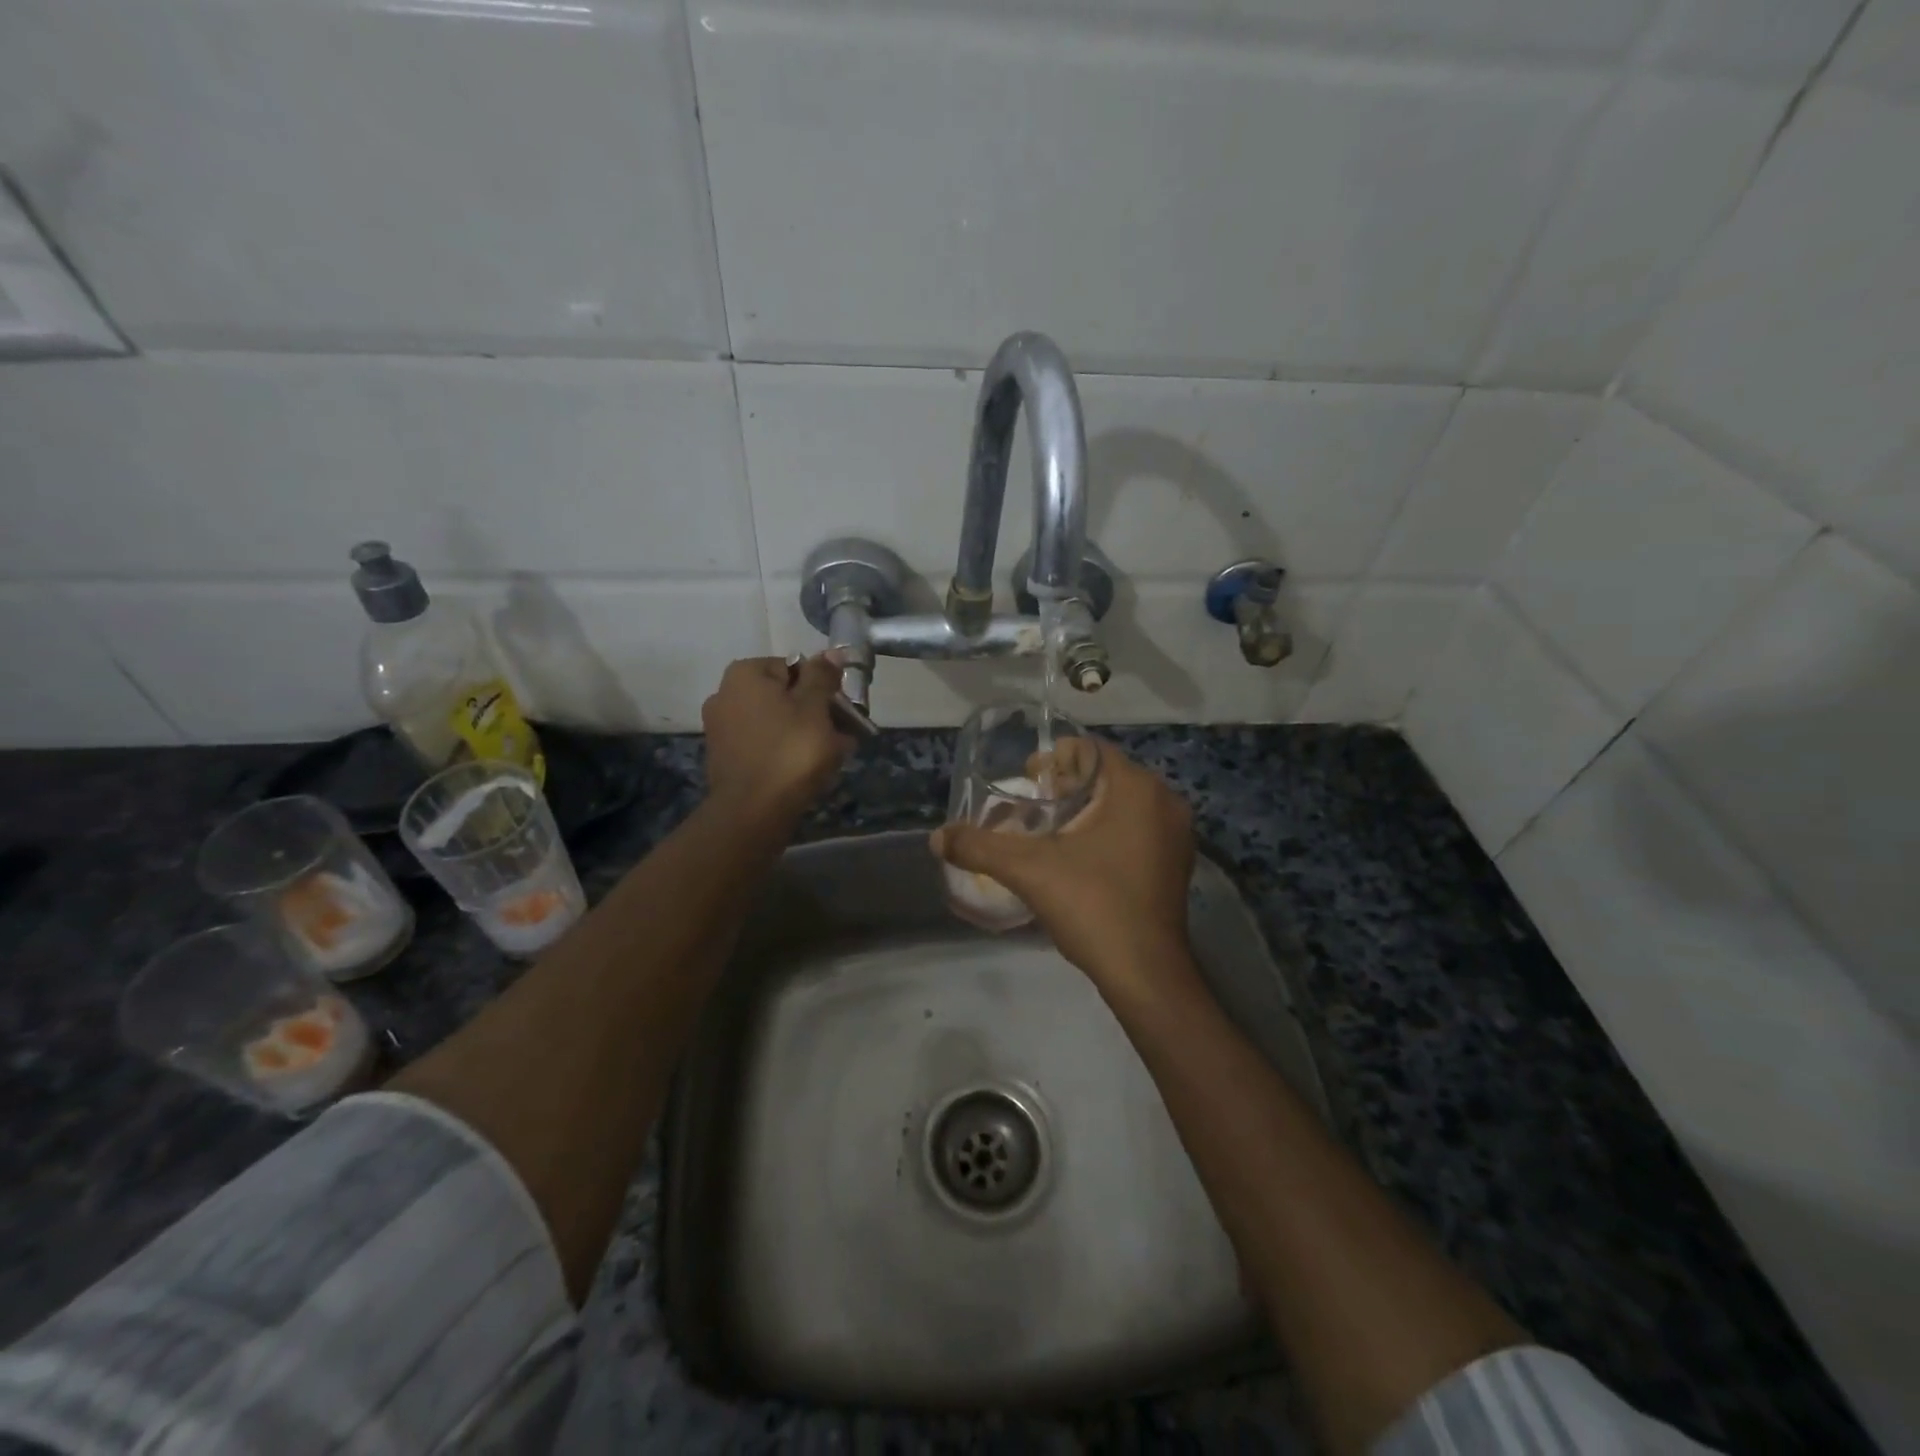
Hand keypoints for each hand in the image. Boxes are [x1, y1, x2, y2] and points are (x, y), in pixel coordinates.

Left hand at [702, 655, 853, 821]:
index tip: (841, 710)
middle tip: (843, 735)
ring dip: (805, 733)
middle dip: (815, 713)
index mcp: (745, 674)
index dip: (822, 687)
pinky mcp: (725, 757)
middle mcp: (725, 694)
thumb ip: (823, 677)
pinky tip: (808, 770)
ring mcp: (722, 728)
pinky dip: (785, 751)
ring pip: (776, 722)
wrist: (753, 812)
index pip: (794, 666)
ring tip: (833, 756)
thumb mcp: (815, 708)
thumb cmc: (790, 752)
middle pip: (784, 695)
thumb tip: (832, 652)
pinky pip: (764, 744)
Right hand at [931, 740, 1197, 996]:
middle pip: (1105, 774)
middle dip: (1066, 785)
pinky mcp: (1177, 861)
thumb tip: (937, 837)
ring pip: (1122, 802)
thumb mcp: (1029, 871)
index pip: (1089, 749)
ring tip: (1050, 832)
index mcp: (1136, 788)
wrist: (1145, 973)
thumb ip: (980, 847)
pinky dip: (1108, 830)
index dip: (1052, 759)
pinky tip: (1081, 857)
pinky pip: (1137, 827)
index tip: (1026, 782)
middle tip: (1031, 808)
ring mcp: (1176, 833)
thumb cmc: (1093, 907)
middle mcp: (1164, 801)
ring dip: (1086, 809)